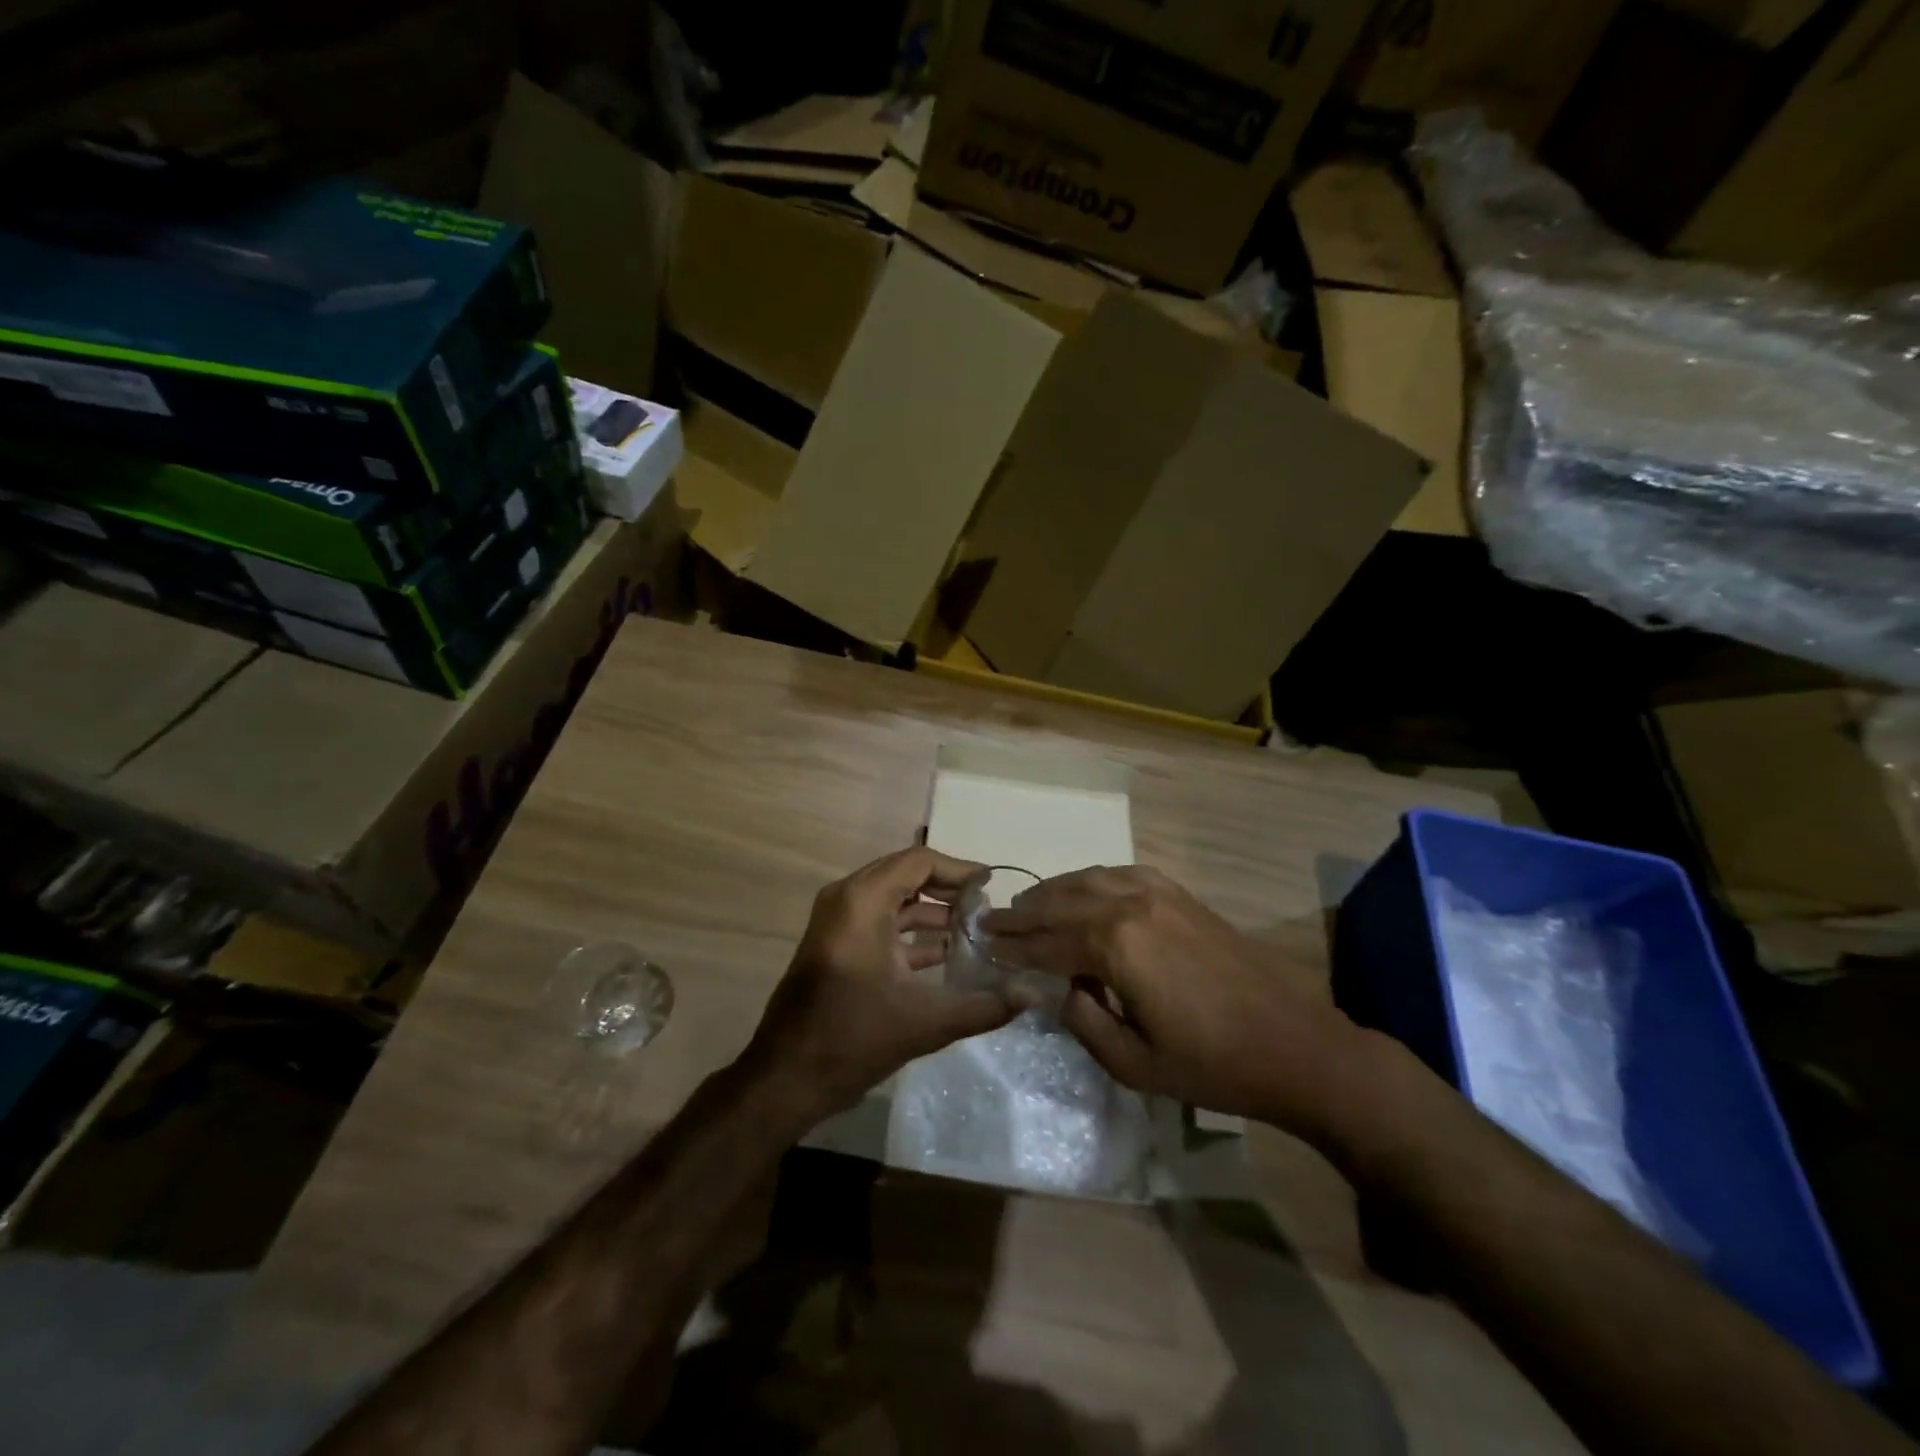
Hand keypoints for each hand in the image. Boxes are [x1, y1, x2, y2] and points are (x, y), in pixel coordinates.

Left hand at [743, 846, 1024, 1123]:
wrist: (786, 1078)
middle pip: (905, 874)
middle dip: (947, 889)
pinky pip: (880, 921)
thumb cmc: (853, 1039)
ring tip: (973, 930)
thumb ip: (983, 1006)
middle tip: (986, 907)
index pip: (919, 862)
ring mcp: (837, 922)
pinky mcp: (836, 945)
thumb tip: (1032, 994)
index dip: (958, 870)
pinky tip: (946, 954)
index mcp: (862, 902)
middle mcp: (846, 899)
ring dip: (931, 910)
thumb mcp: (925, 1023)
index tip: (991, 885)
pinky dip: (911, 930)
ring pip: (893, 899)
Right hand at [984, 866, 1374, 1136]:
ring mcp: (1158, 893)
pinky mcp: (1180, 894)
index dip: (1013, 947)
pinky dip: (1092, 880)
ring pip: (1090, 880)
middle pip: (1062, 903)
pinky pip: (1123, 874)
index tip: (983, 945)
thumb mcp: (1134, 1064)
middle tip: (992, 920)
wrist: (1295, 1044)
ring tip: (1028, 904)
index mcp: (1115, 946)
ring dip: (1054, 891)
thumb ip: (1084, 1022)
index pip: (1047, 942)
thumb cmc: (1212, 1065)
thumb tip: (1061, 989)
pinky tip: (1084, 891)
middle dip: (1024, 913)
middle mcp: (1130, 905)